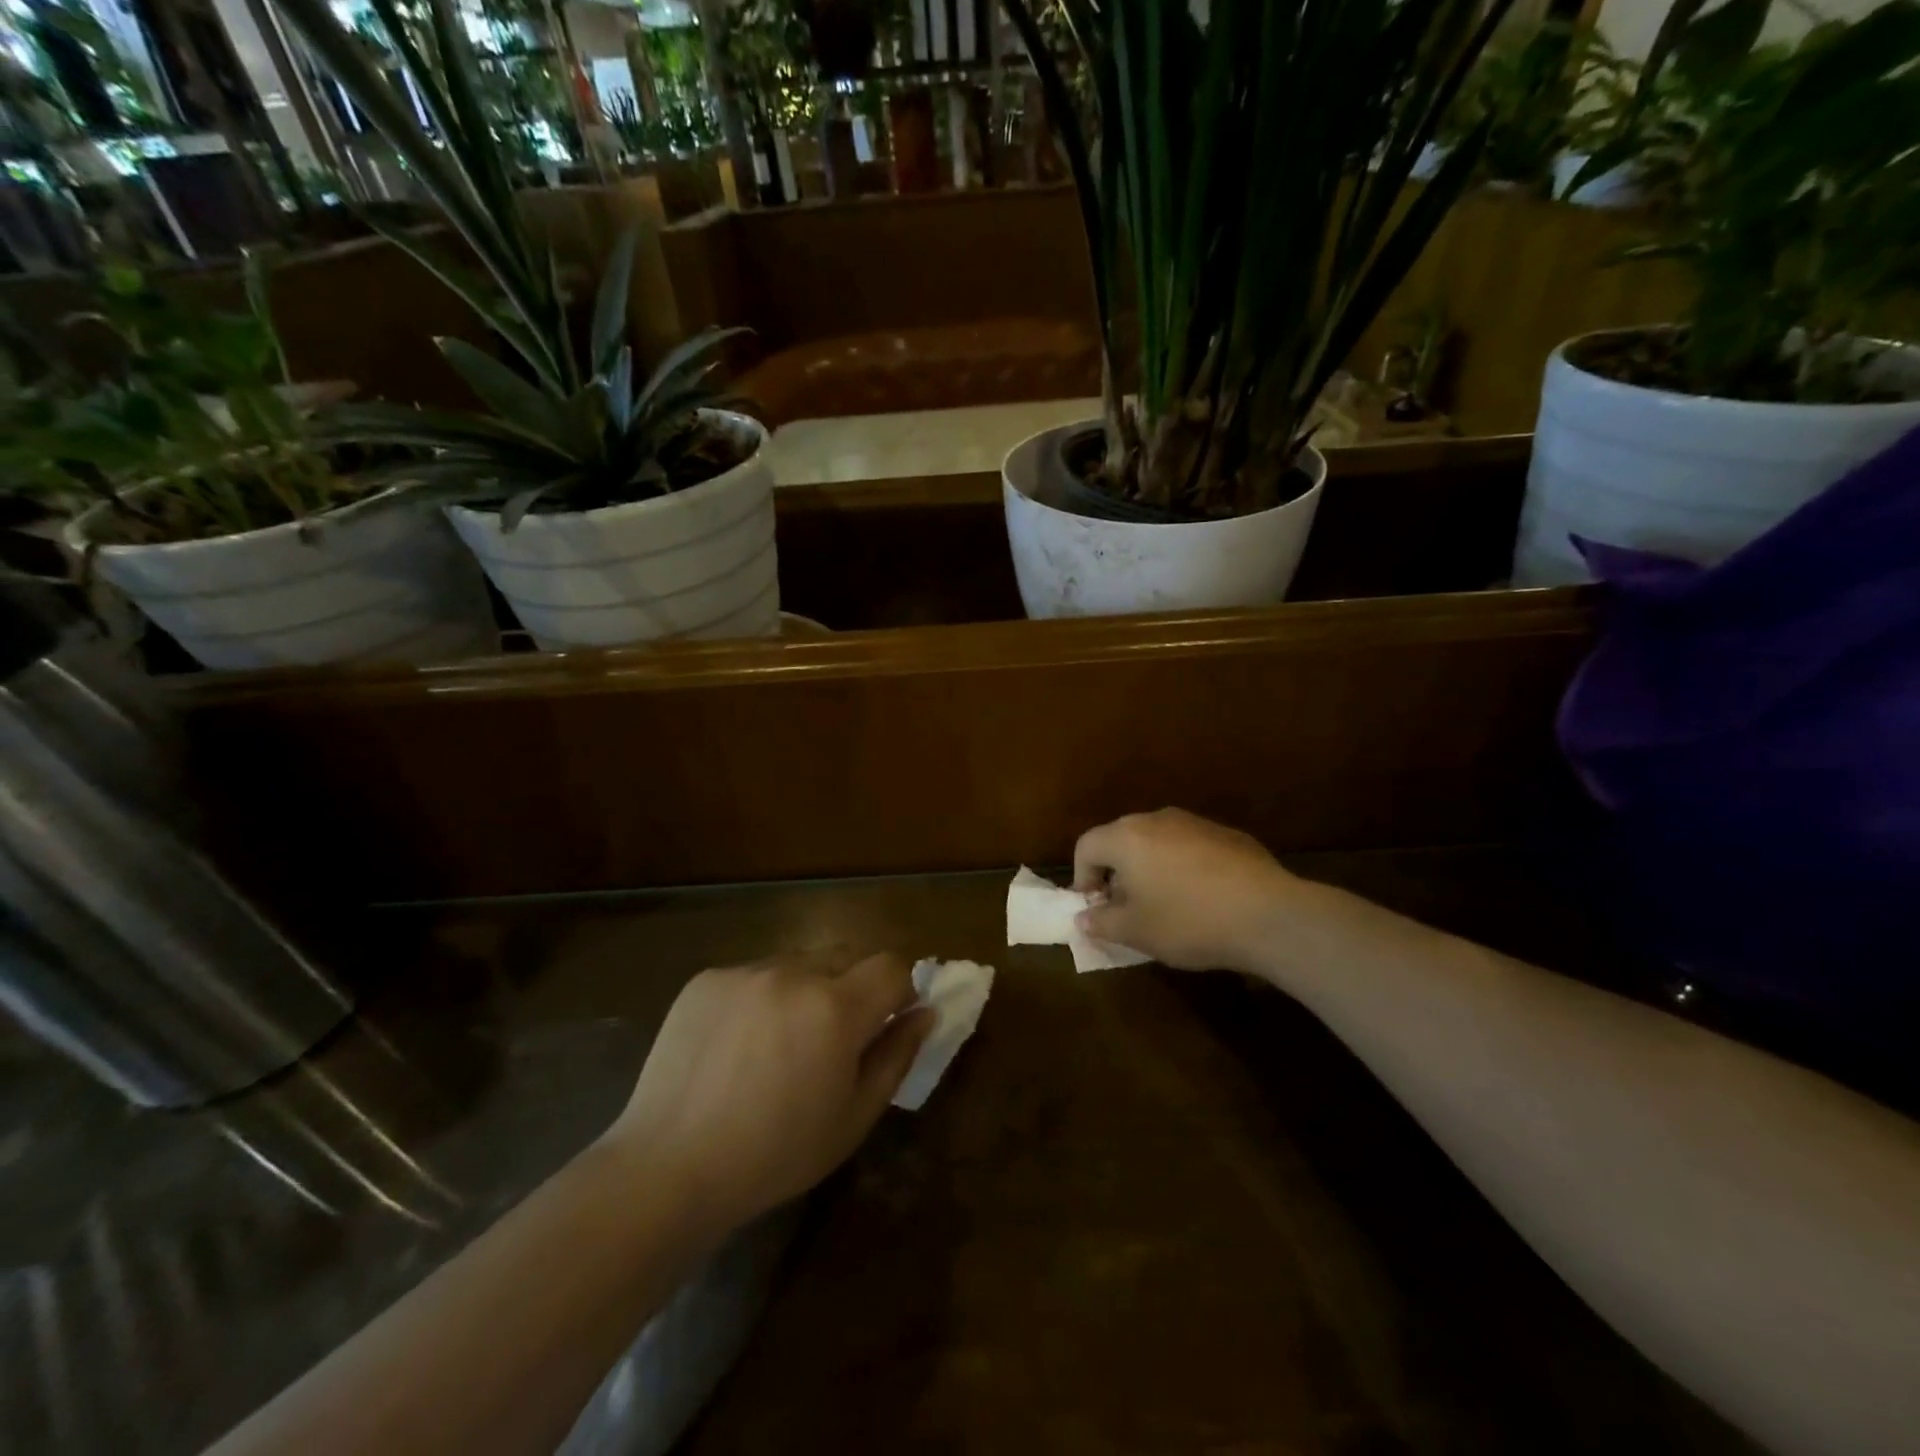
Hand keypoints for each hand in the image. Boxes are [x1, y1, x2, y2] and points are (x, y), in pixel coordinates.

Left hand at [601, 953, 932, 1228]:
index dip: (897, 990)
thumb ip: (897, 1056)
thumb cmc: (775, 1154)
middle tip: (826, 1043)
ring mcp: (746, 971)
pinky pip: (752, 974)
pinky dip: (758, 998)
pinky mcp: (707, 978)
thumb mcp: (853, 1118)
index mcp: (836, 1008)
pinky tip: (735, 1045)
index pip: (891, 965)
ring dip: (803, 992)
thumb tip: (926, 1011)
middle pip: (844, 959)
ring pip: (797, 965)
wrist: (669, 1167)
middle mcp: (794, 972)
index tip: (884, 1023)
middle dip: (850, 991)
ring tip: (775, 1045)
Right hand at [1073, 808, 1299, 971]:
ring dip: (1150, 868)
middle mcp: (1156, 819)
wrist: (1268, 915)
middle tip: (1126, 908)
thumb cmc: (1188, 921)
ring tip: (1165, 905)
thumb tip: (1083, 917)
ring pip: (1157, 842)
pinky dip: (1183, 867)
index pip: (1086, 846)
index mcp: (1126, 837)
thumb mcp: (1136, 932)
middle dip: (1115, 872)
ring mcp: (1195, 822)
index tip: (1095, 907)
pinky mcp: (1227, 834)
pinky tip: (1203, 899)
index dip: (1082, 877)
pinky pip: (1190, 847)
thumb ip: (1101, 922)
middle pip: (1120, 839)